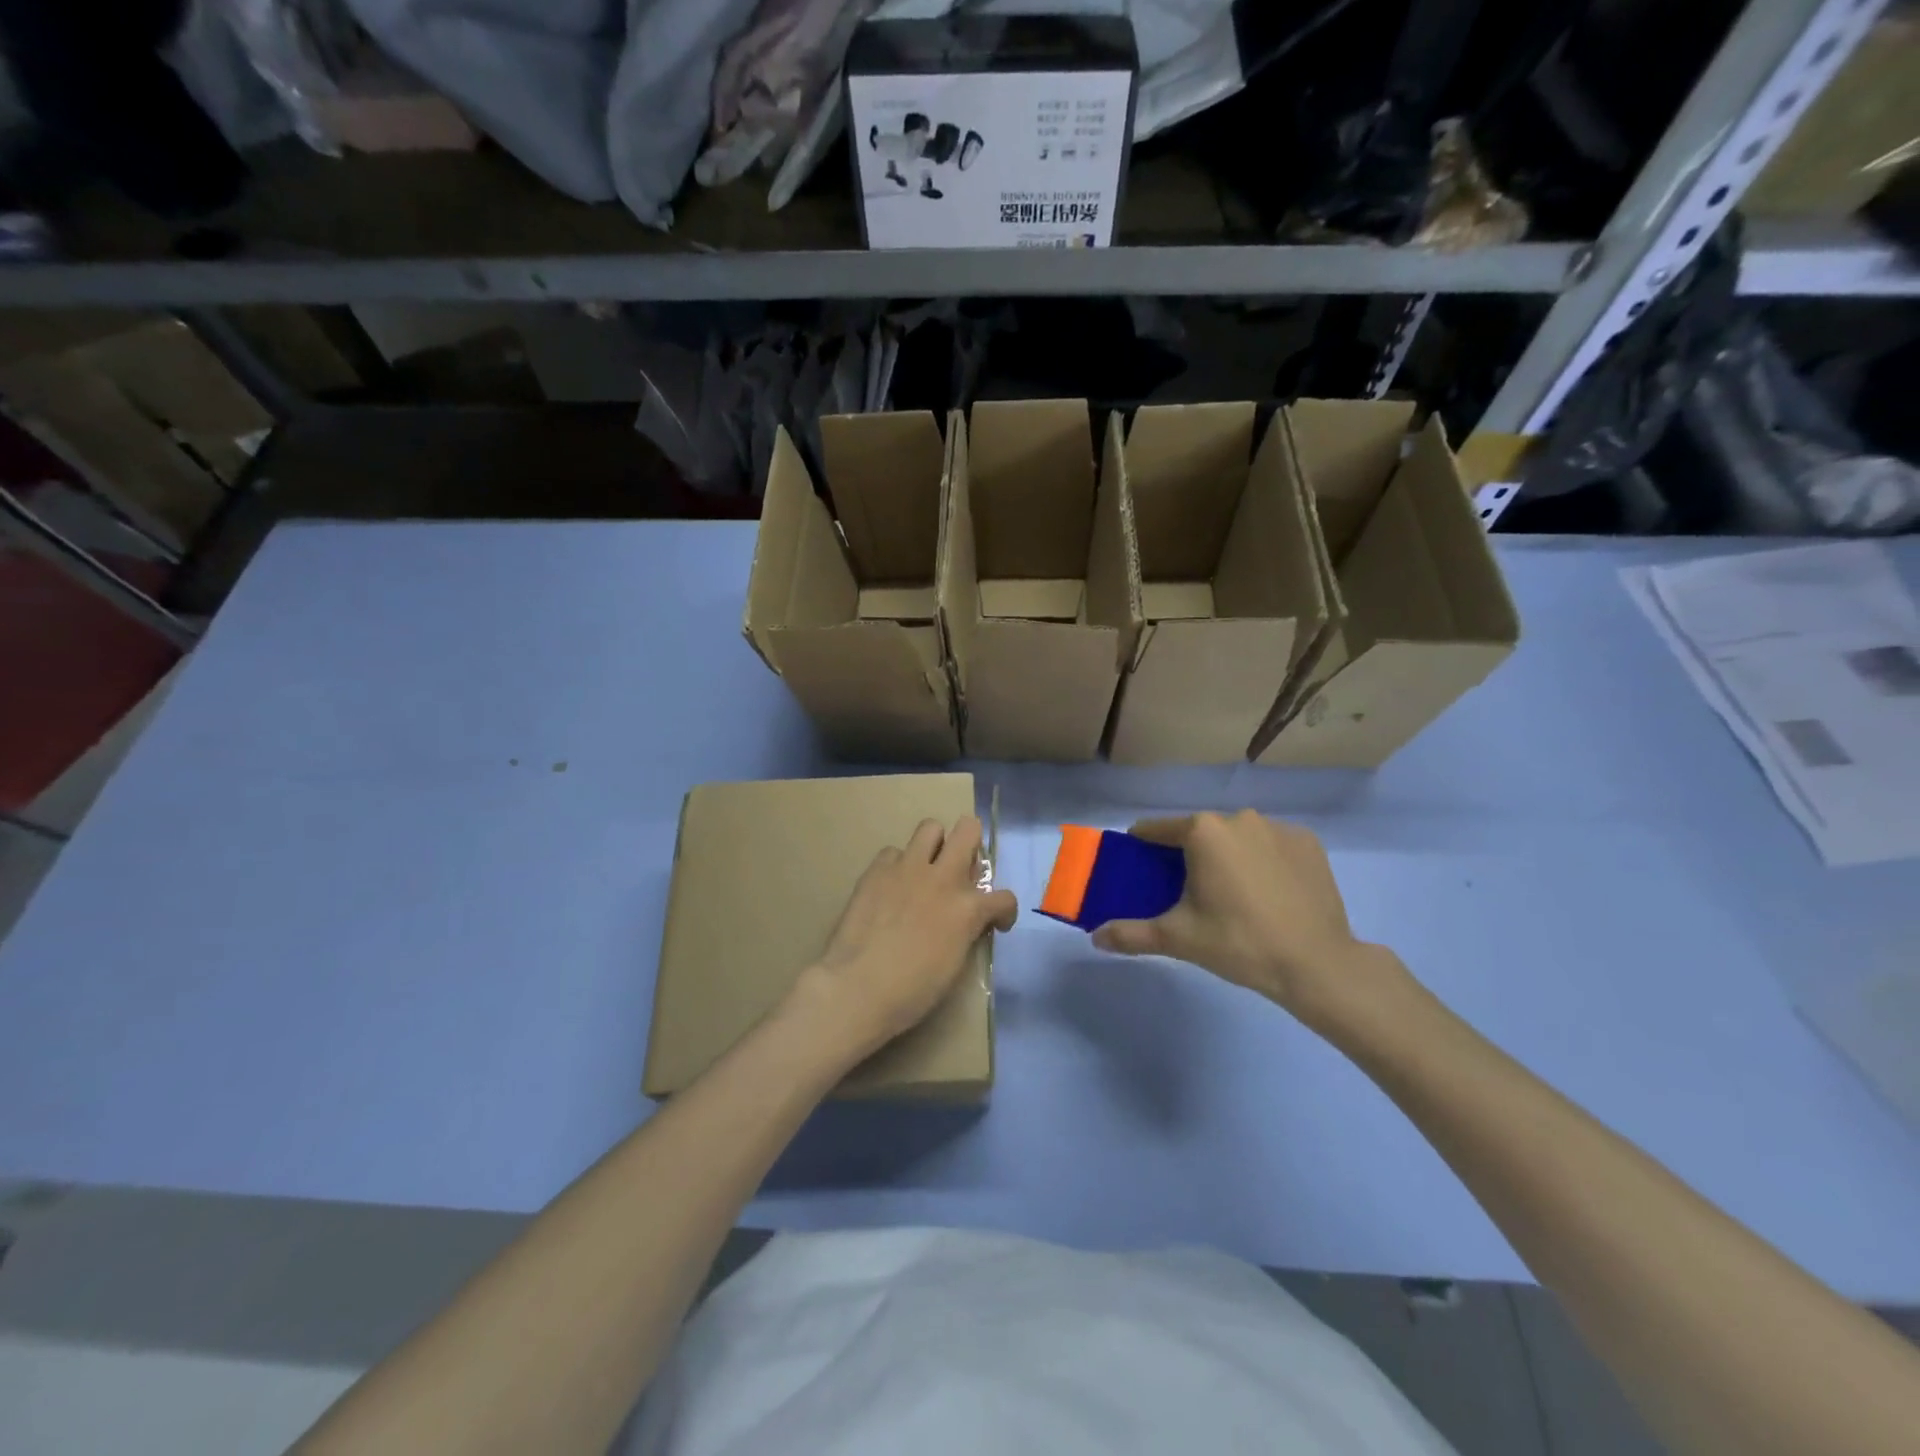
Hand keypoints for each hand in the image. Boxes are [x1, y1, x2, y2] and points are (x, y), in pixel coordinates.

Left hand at [791, 816, 1017, 1059]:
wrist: (857, 986)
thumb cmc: (911, 991)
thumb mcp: (954, 965)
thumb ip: (965, 931)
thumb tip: (967, 918)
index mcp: (967, 909)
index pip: (1003, 898)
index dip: (1004, 911)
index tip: (995, 922)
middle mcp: (942, 878)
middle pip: (968, 829)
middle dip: (972, 844)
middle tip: (962, 869)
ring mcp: (907, 869)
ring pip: (930, 827)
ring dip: (935, 844)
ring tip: (927, 868)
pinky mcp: (877, 870)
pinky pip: (893, 852)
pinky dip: (897, 866)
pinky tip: (891, 888)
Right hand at [1091, 810, 1391, 1023]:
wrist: (1317, 964)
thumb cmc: (1239, 943)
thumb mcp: (1178, 938)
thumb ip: (1131, 934)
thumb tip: (1095, 938)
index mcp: (1203, 831)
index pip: (1156, 830)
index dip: (1141, 849)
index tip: (1139, 871)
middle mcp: (1239, 817)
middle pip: (1199, 833)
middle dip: (1187, 856)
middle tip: (1187, 894)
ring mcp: (1277, 828)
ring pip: (1236, 837)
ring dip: (1227, 857)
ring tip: (1232, 898)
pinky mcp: (1308, 843)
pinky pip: (1270, 845)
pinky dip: (1262, 861)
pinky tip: (1267, 894)